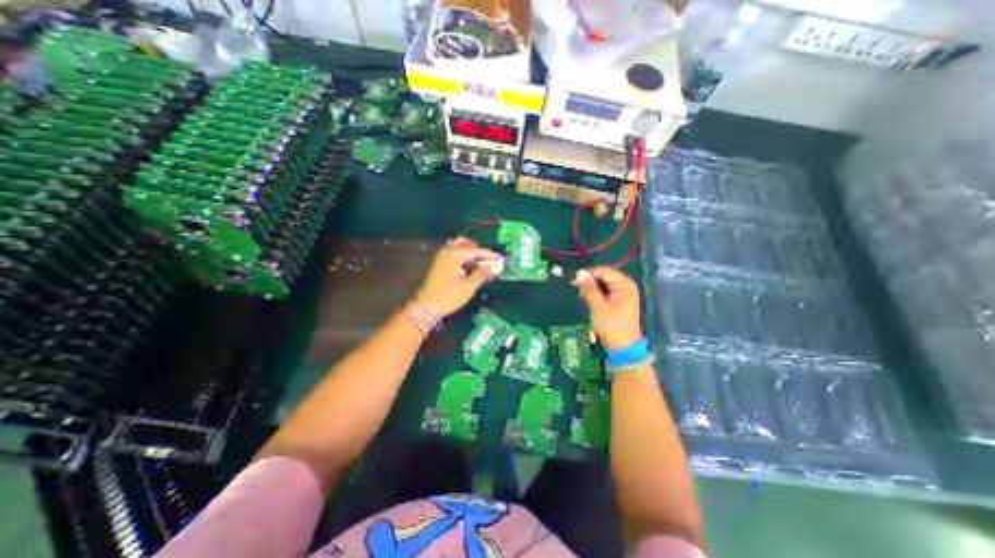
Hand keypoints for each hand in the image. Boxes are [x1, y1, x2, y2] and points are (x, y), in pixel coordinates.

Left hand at [417, 238, 506, 319]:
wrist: (426, 307)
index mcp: (454, 254)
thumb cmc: (449, 296)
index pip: (477, 250)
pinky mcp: (441, 264)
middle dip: (480, 252)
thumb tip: (497, 266)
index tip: (502, 259)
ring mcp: (443, 257)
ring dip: (473, 255)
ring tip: (484, 267)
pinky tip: (473, 270)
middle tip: (491, 262)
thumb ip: (483, 273)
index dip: (490, 255)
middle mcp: (448, 251)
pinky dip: (466, 259)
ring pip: (462, 249)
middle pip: (468, 244)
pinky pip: (457, 256)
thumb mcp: (469, 286)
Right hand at [576, 265, 646, 349]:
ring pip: (604, 284)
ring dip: (592, 288)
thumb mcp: (598, 305)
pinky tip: (589, 300)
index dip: (589, 274)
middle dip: (590, 281)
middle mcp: (626, 285)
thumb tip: (579, 272)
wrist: (623, 347)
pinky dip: (597, 294)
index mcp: (624, 284)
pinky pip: (607, 292)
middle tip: (577, 289)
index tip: (574, 282)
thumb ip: (588, 288)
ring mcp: (624, 294)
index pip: (604, 270)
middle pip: (605, 276)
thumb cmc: (611, 325)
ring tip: (582, 296)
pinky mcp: (620, 302)